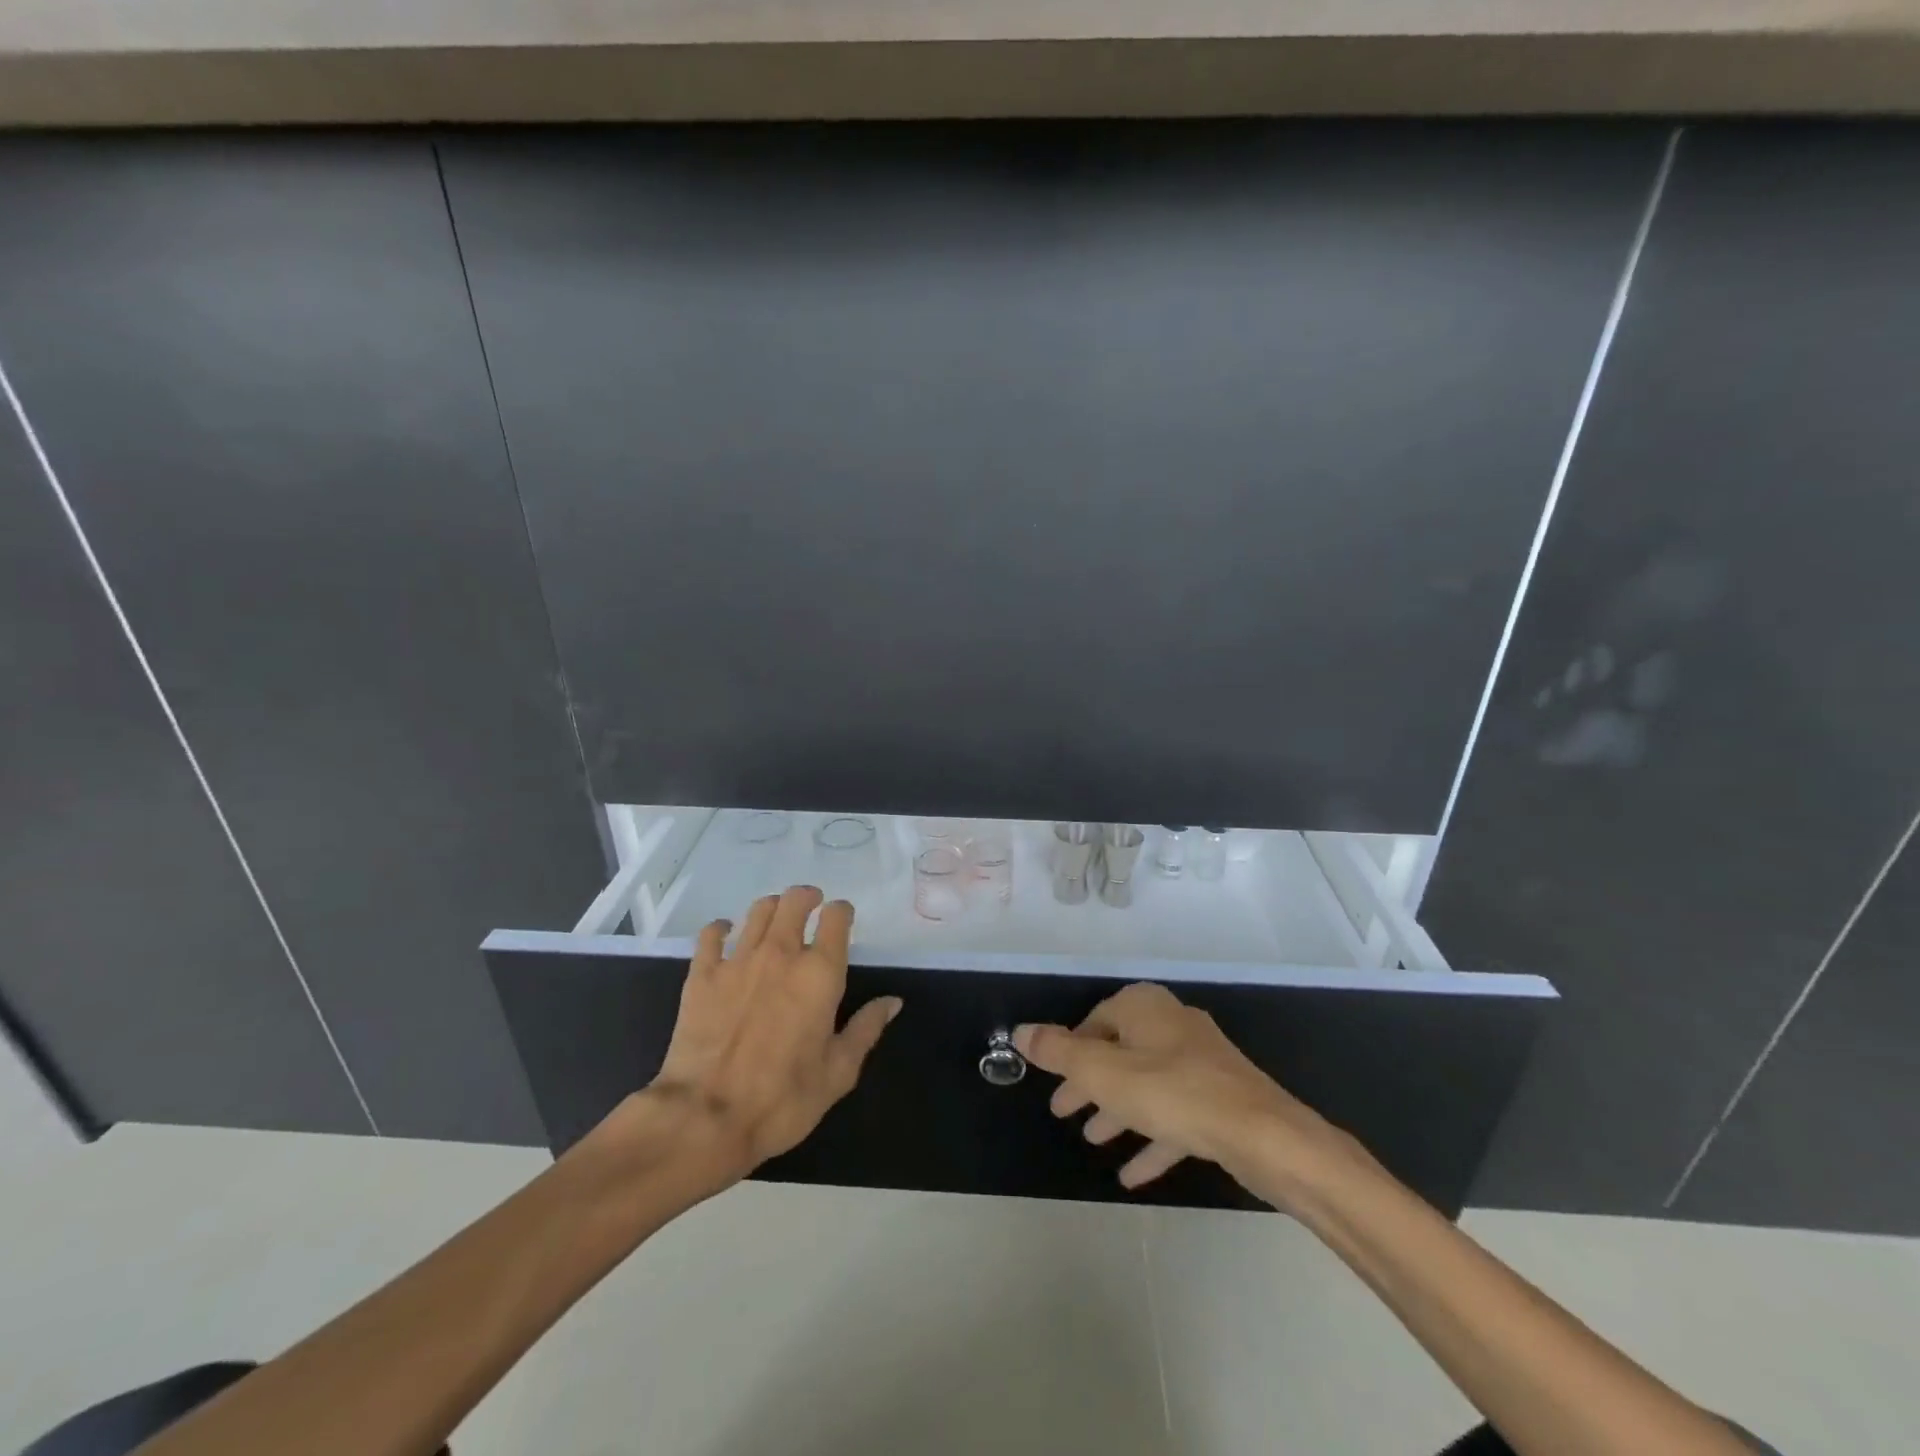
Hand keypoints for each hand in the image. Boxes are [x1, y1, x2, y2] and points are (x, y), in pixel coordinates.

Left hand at [638, 885, 900, 1181]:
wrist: (705, 1117)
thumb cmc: (783, 1099)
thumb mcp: (839, 1072)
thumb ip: (866, 1030)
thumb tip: (892, 1001)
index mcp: (820, 973)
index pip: (836, 917)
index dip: (842, 912)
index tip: (843, 919)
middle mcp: (781, 954)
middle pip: (795, 901)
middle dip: (807, 898)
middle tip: (811, 906)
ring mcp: (738, 960)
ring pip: (758, 911)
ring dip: (772, 909)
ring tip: (776, 920)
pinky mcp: (702, 974)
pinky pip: (711, 934)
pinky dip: (721, 928)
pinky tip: (725, 935)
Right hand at [1015, 983, 1358, 1208]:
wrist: (1264, 1136)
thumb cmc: (1173, 1093)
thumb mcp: (1102, 1073)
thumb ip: (1058, 1053)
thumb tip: (1019, 1031)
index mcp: (1144, 1007)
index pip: (1095, 1021)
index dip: (1070, 1052)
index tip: (1053, 1082)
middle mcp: (1172, 1024)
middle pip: (1119, 1052)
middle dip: (1090, 1084)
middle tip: (1063, 1112)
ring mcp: (1201, 1062)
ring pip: (1146, 1085)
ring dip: (1118, 1112)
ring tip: (1092, 1140)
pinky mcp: (1221, 1099)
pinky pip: (1176, 1115)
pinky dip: (1152, 1139)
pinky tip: (1132, 1174)